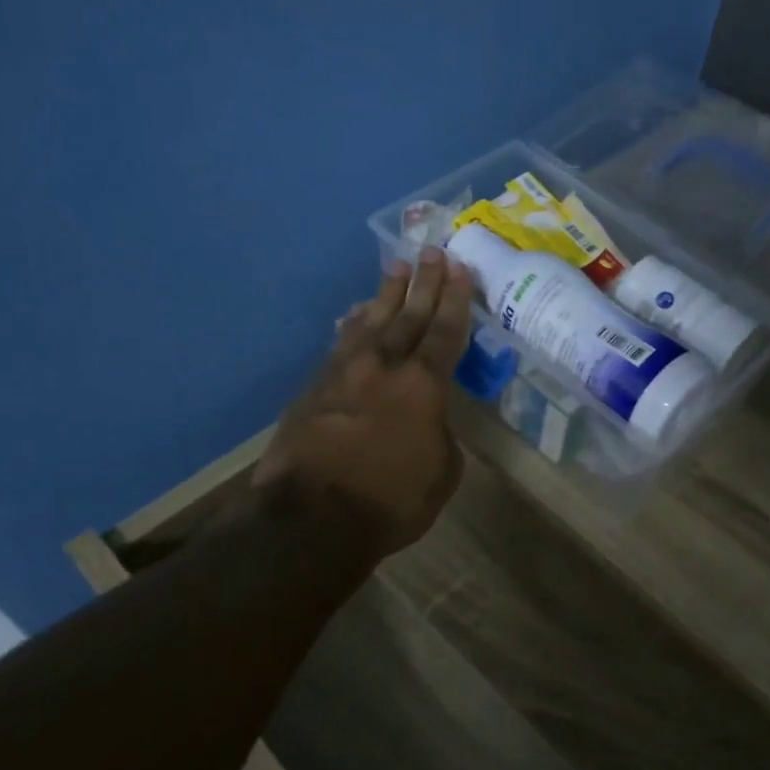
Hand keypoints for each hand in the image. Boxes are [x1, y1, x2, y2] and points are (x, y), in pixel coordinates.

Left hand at [253, 247, 474, 556]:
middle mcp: (383, 367)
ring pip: (369, 323)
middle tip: (432, 251)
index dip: (455, 300)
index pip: (445, 332)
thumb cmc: (389, 501)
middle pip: (408, 316)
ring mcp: (343, 373)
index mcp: (423, 386)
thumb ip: (440, 436)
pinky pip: (339, 345)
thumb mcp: (441, 474)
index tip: (460, 268)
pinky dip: (351, 327)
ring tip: (395, 269)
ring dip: (385, 295)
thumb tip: (429, 420)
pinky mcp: (313, 388)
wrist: (310, 517)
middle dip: (423, 283)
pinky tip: (353, 316)